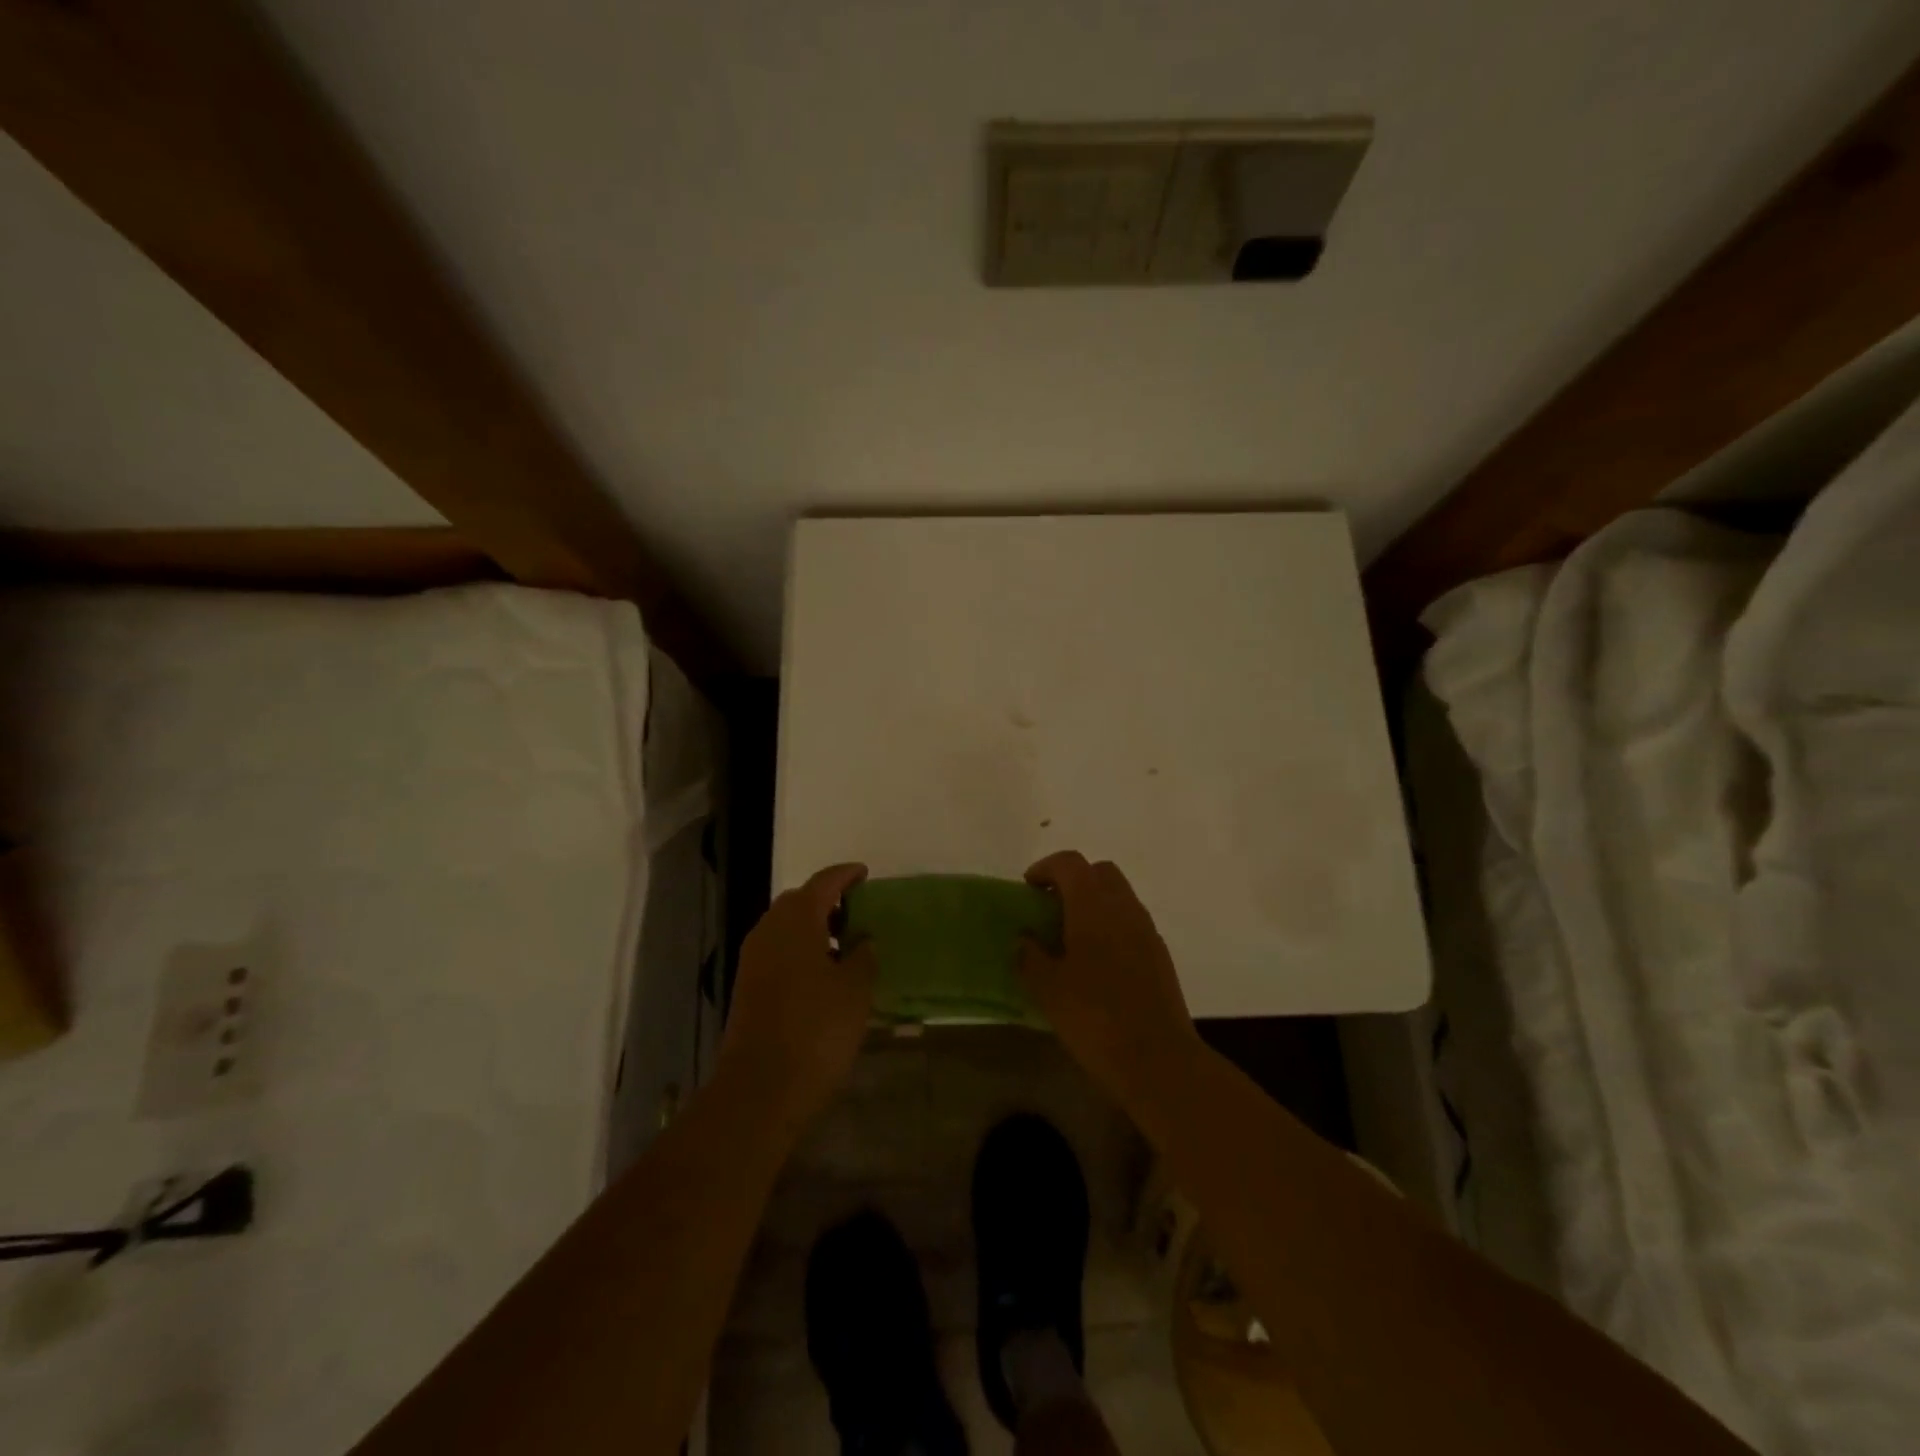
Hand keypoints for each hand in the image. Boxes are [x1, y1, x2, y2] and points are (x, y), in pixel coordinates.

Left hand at [718, 863, 876, 1126]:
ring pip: (786, 927)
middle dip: (827, 901)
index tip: (864, 874)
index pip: (823, 882)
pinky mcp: (748, 986)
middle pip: (799, 901)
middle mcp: (769, 930)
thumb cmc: (817, 1029)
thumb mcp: (855, 989)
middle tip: (857, 912)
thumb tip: (862, 940)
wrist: (761, 1088)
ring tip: (845, 945)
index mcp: (797, 920)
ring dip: (813, 927)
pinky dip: (800, 949)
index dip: (846, 875)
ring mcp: (753, 959)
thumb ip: (863, 955)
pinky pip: (778, 951)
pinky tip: (822, 973)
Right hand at [1019, 852, 1203, 1113]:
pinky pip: (1131, 924)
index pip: (1070, 863)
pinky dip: (1111, 927)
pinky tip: (1096, 963)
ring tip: (1069, 938)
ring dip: (1094, 904)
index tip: (1028, 888)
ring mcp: (1147, 931)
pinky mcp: (1159, 955)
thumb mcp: (1047, 989)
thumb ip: (1030, 956)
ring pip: (1119, 897)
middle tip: (1050, 908)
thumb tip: (1024, 939)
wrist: (1158, 1059)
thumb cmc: (1095, 1017)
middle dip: (1073, 880)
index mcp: (1093, 906)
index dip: (1046, 868)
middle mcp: (1124, 908)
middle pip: (1099, 872)